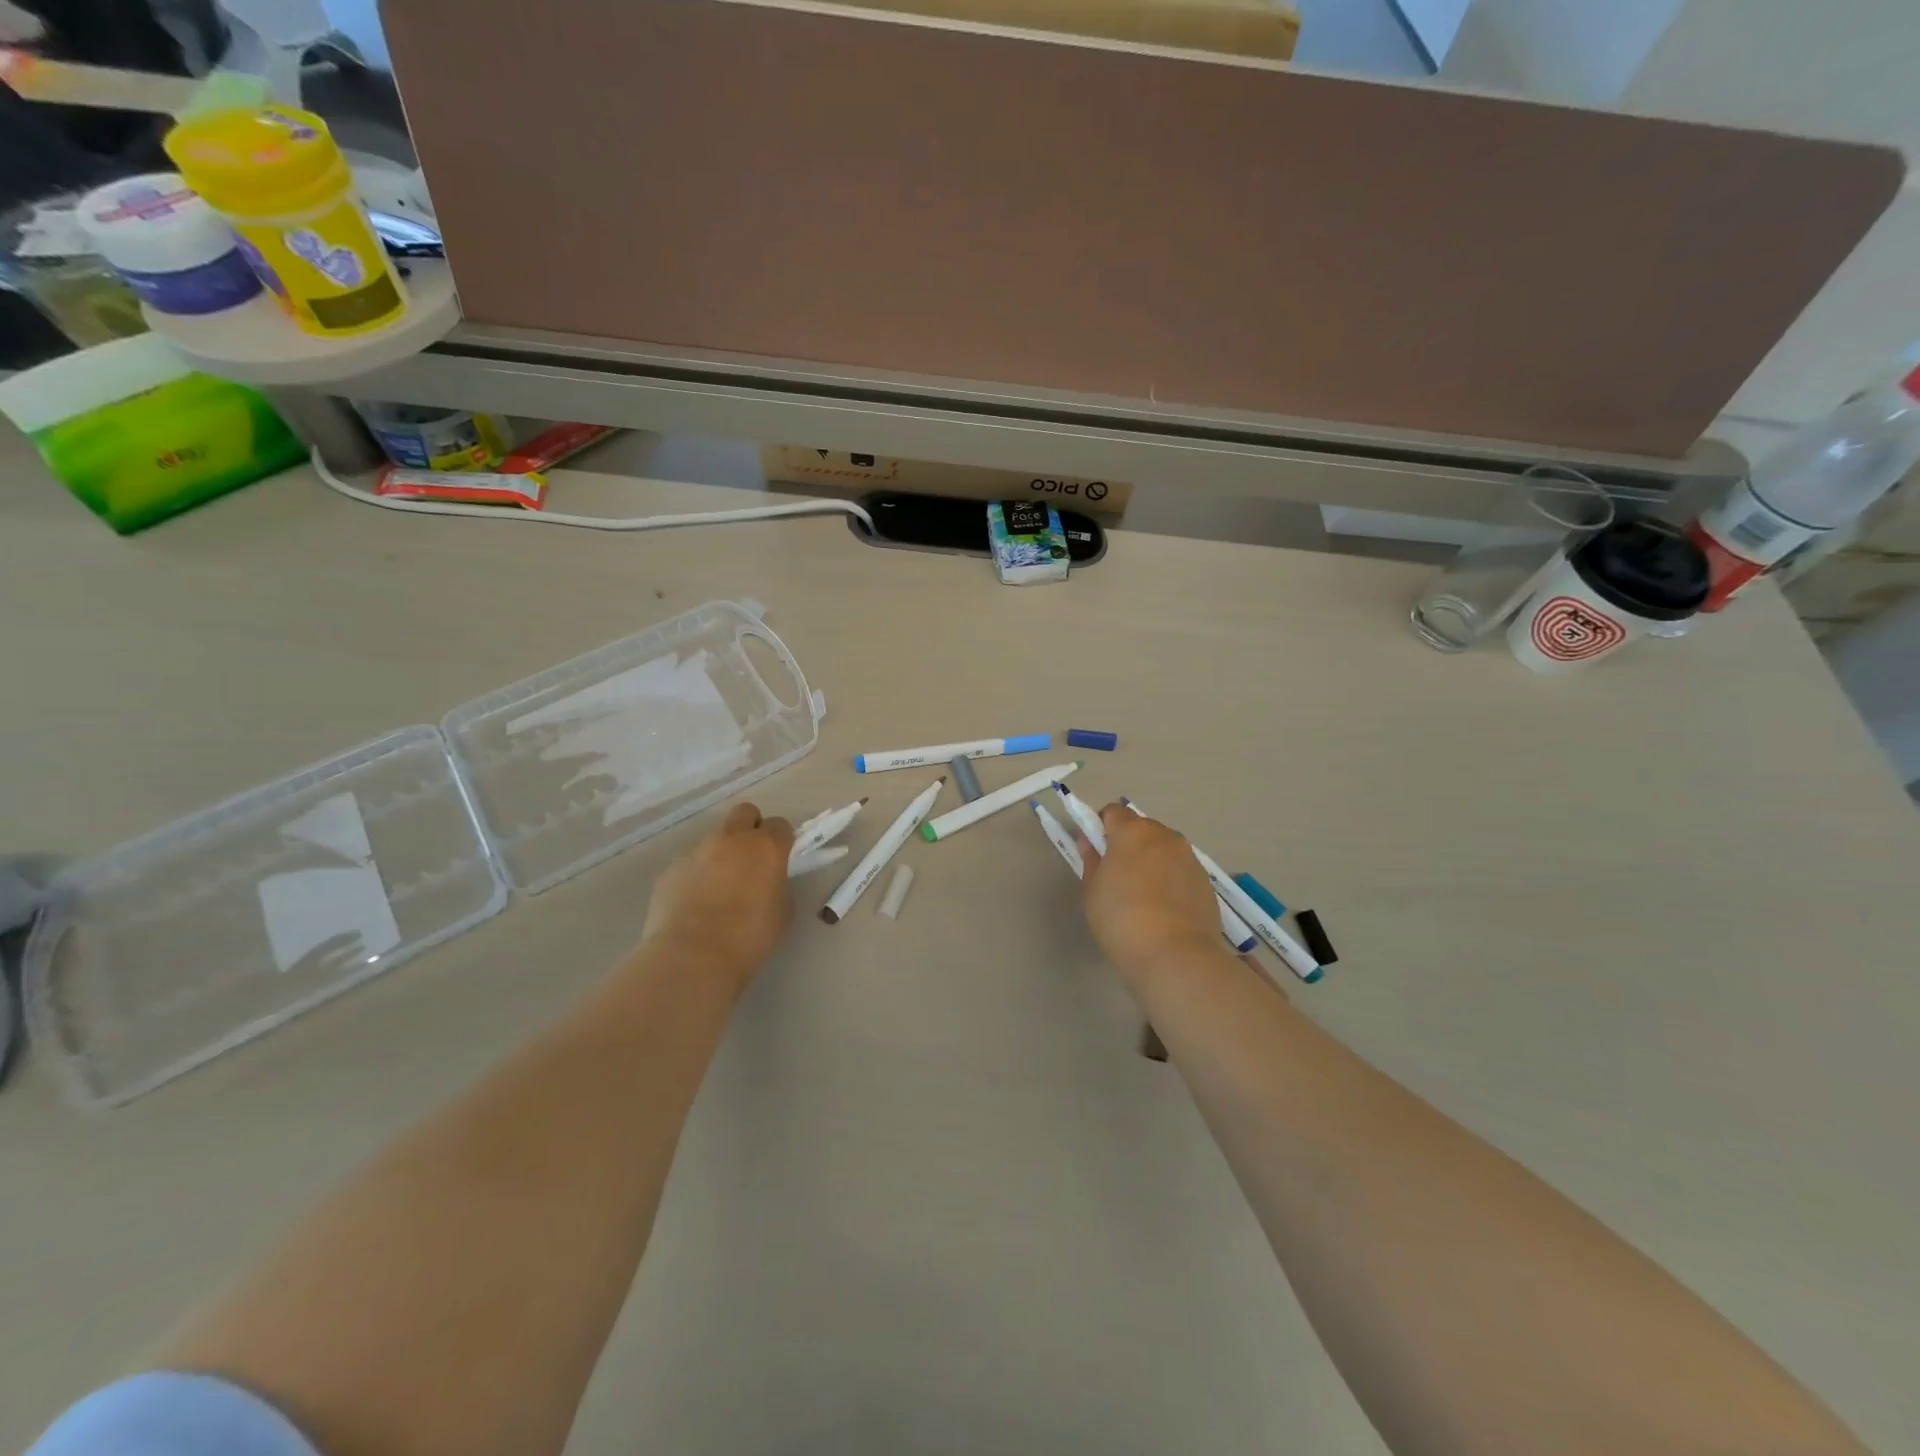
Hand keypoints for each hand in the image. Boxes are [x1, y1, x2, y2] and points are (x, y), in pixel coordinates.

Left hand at [640, 802, 793, 986]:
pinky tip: (693, 905)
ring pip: (714, 840)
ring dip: (720, 855)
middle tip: (751, 860)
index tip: (779, 860)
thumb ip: (778, 885)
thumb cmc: (749, 936)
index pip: (780, 825)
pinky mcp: (670, 869)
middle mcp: (731, 839)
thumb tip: (767, 882)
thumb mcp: (783, 912)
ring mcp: (696, 851)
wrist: (693, 955)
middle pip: (744, 813)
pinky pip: (689, 864)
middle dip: (750, 829)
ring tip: (717, 892)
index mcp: (765, 847)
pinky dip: (695, 876)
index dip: (781, 841)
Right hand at [1080, 804, 1228, 988]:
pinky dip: (1170, 880)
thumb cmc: (1121, 919)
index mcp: (1133, 831)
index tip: (1096, 852)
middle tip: (1117, 877)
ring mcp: (1189, 858)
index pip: (1113, 812)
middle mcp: (1165, 836)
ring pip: (1163, 849)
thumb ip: (1091, 860)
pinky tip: (1164, 910)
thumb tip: (1089, 842)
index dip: (1101, 828)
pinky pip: (1180, 870)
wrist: (1175, 955)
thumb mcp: (1092, 890)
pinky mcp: (1206, 881)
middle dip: (1128, 844)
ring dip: (1151, 861)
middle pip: (1141, 829)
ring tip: (1143, 896)